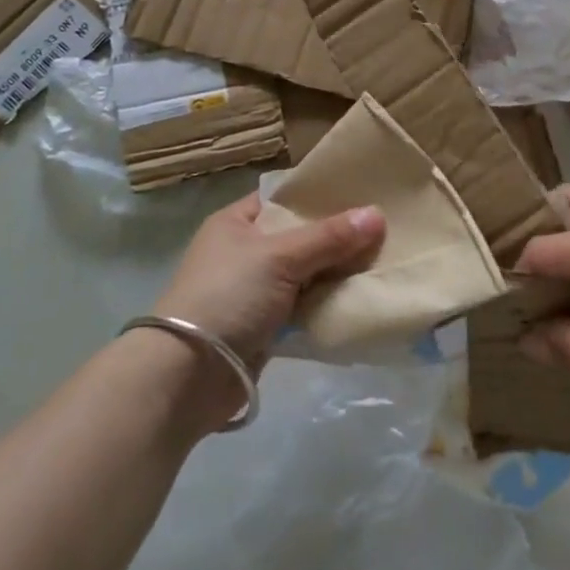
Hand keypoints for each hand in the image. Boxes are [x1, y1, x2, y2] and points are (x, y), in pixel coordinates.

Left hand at [151, 193, 384, 370]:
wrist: (186, 376)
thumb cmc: (227, 297)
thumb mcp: (279, 257)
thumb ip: (328, 237)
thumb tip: (377, 215)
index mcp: (236, 222)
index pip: (284, 198)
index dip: (319, 195)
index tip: (361, 192)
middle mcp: (244, 251)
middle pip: (299, 236)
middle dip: (336, 236)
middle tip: (383, 228)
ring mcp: (253, 291)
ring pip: (305, 273)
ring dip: (335, 273)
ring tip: (382, 260)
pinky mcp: (264, 326)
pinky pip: (303, 306)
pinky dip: (326, 303)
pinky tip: (360, 297)